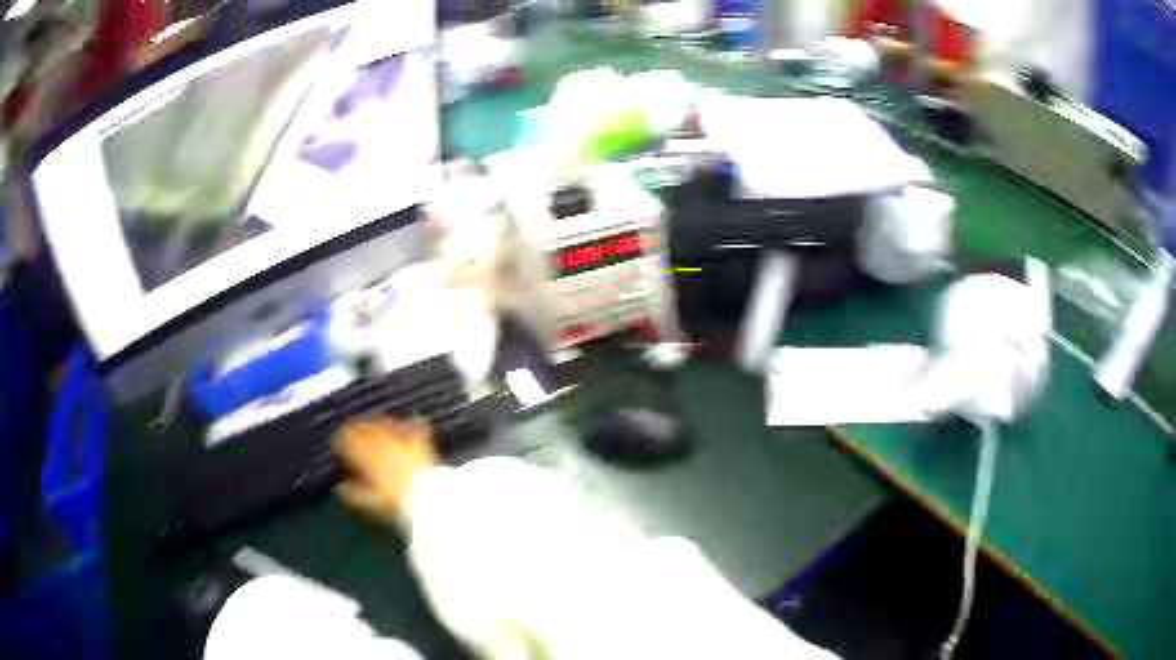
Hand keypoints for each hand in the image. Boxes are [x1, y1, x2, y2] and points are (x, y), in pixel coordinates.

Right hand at [334, 416, 439, 525]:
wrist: (425, 500)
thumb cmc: (391, 504)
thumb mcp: (365, 504)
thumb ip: (350, 495)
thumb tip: (340, 488)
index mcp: (363, 454)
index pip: (345, 438)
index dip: (341, 441)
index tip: (339, 447)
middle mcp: (380, 442)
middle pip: (364, 426)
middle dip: (358, 429)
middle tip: (354, 433)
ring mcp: (401, 440)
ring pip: (386, 422)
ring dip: (380, 423)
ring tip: (378, 426)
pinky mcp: (422, 444)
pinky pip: (417, 426)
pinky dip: (413, 424)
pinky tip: (414, 421)